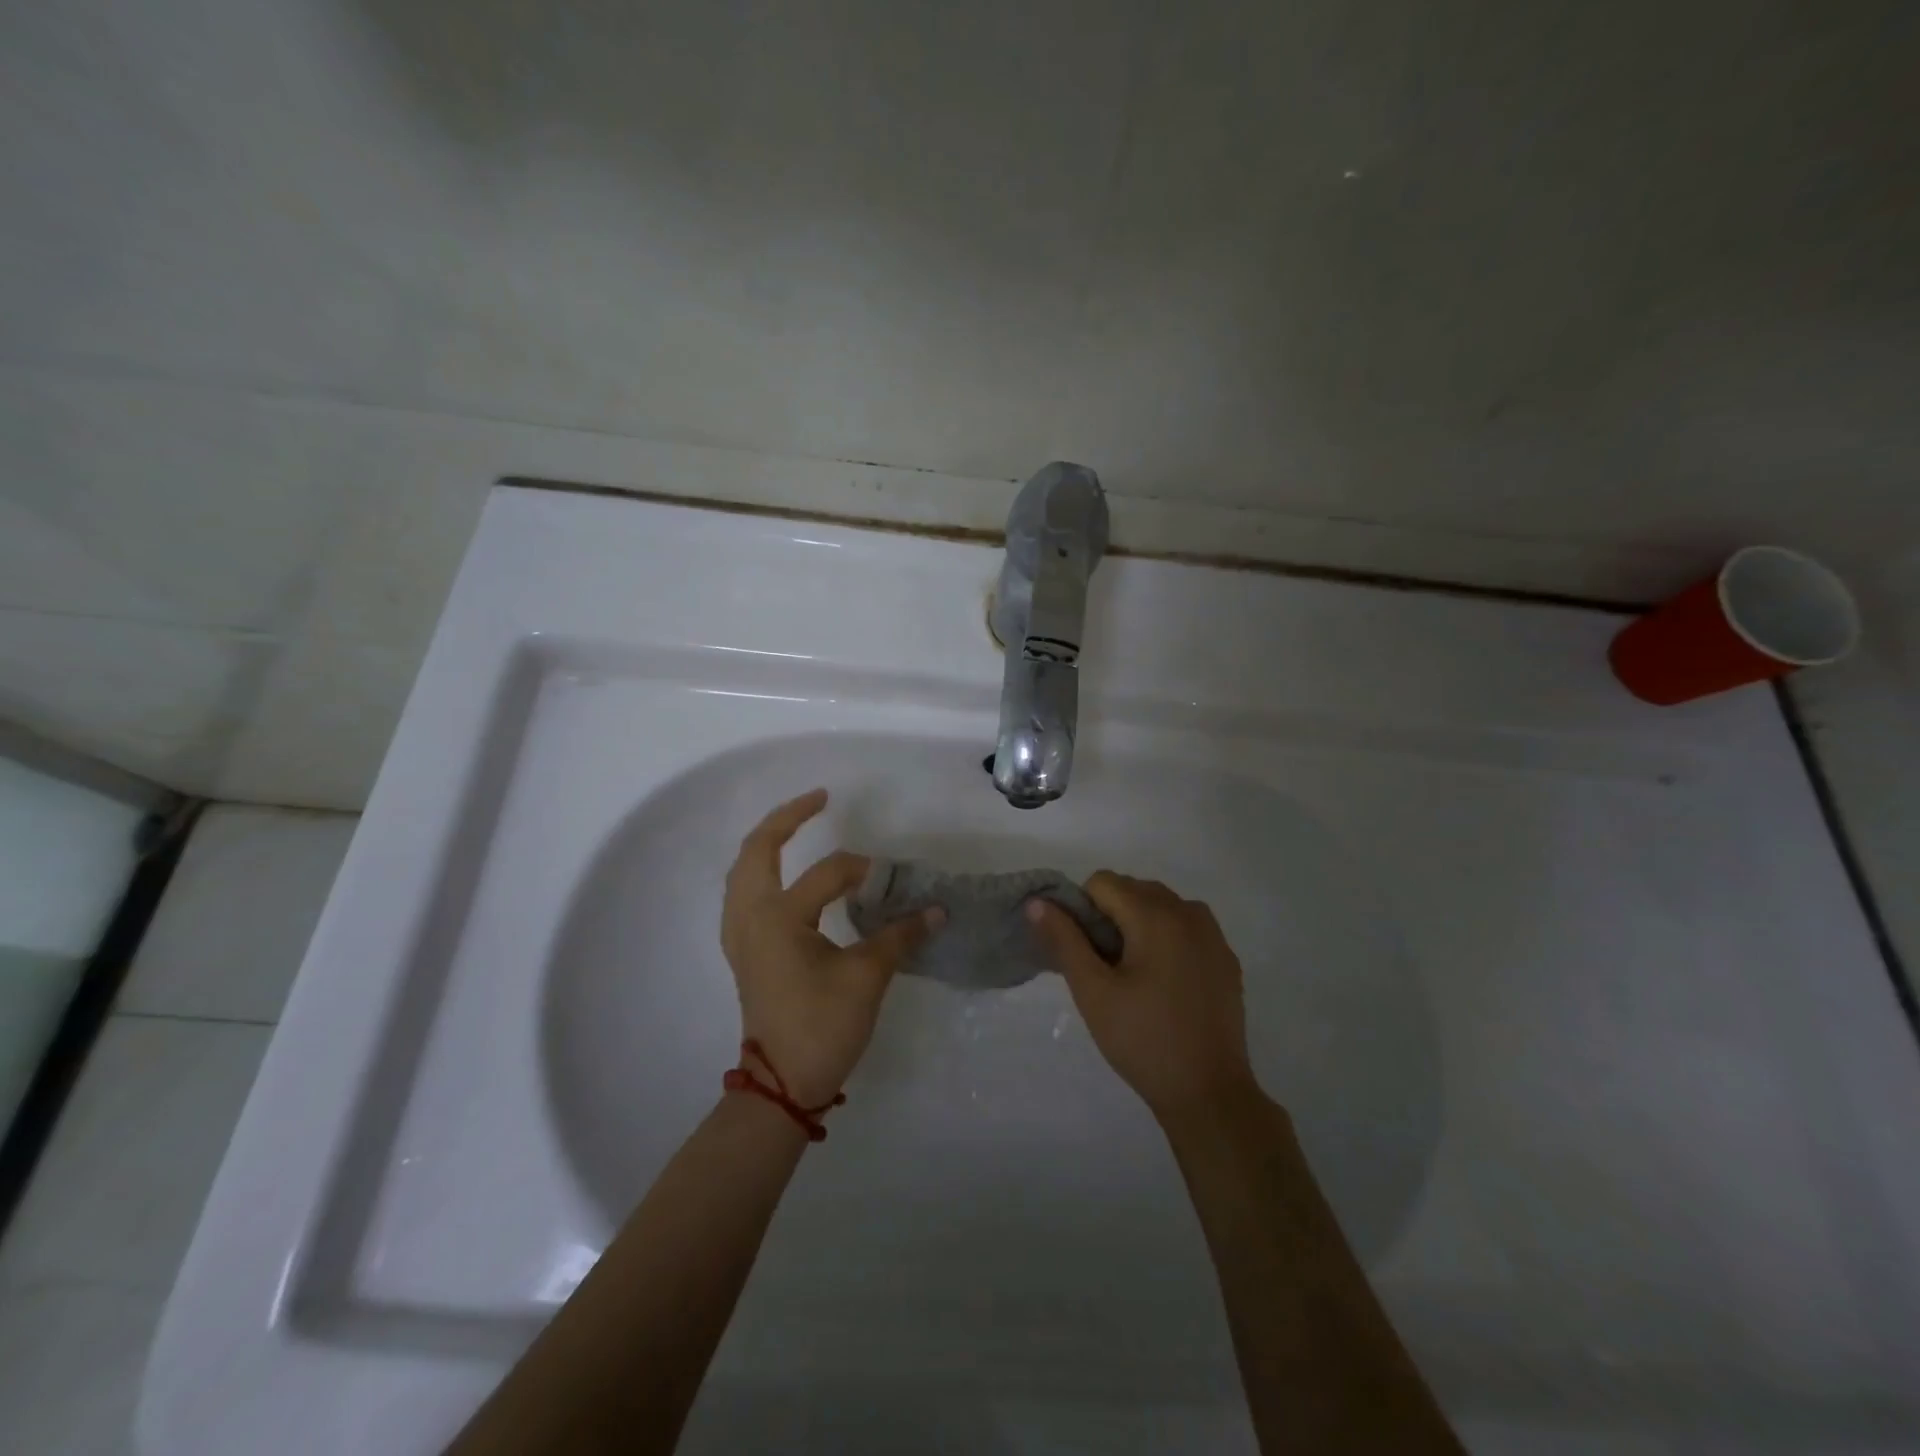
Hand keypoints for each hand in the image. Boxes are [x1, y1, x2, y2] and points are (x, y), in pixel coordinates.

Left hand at [721, 789, 939, 1107]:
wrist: (783, 1084)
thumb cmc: (822, 1027)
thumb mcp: (867, 977)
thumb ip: (899, 935)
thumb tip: (935, 909)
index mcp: (777, 918)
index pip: (827, 875)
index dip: (864, 871)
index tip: (893, 878)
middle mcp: (750, 917)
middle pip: (756, 850)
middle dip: (786, 819)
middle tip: (818, 799)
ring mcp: (740, 935)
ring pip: (743, 871)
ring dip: (766, 843)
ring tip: (794, 826)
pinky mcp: (743, 951)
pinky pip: (742, 893)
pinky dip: (759, 872)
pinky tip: (779, 876)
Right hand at [1028, 873, 1258, 1126]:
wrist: (1210, 1094)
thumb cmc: (1143, 1040)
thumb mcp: (1093, 991)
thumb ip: (1063, 939)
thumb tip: (1038, 901)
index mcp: (1156, 915)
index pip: (1102, 882)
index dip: (1083, 912)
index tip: (1086, 955)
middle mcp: (1189, 912)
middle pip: (1133, 889)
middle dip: (1111, 916)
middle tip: (1106, 969)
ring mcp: (1213, 935)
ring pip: (1161, 906)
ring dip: (1139, 925)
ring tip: (1133, 976)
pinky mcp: (1226, 958)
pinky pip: (1186, 928)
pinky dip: (1166, 939)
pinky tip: (1164, 985)